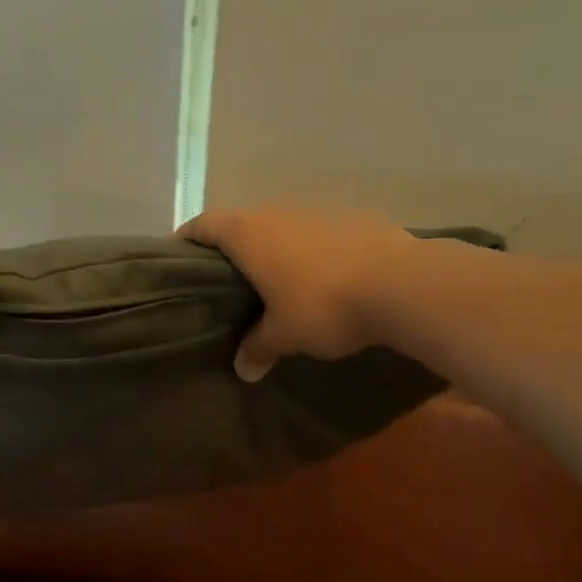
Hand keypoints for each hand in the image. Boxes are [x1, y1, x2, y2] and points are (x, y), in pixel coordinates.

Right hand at [179, 206, 419, 380]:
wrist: (403, 284)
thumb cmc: (323, 305)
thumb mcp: (284, 335)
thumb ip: (258, 347)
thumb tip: (242, 370)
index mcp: (247, 233)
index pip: (202, 226)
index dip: (186, 240)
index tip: (179, 261)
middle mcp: (275, 212)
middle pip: (239, 223)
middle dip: (230, 249)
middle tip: (225, 282)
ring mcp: (316, 211)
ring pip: (280, 226)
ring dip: (272, 248)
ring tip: (273, 282)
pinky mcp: (351, 217)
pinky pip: (316, 233)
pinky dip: (309, 250)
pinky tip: (321, 277)